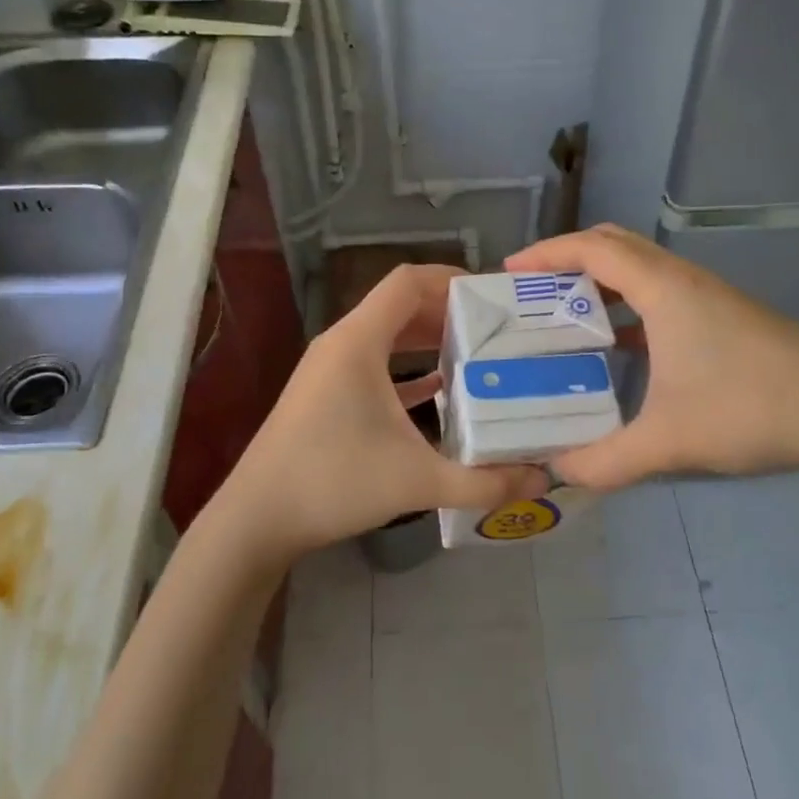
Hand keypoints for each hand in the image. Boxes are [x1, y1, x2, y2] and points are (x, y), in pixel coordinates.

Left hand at [206, 264, 547, 568]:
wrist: (256, 519)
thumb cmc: (333, 483)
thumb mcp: (418, 481)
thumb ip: (484, 482)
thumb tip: (542, 480)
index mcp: (358, 342)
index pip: (409, 281)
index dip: (453, 278)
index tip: (495, 296)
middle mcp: (341, 344)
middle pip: (400, 305)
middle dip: (450, 312)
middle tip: (499, 330)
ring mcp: (328, 370)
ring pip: (386, 336)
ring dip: (428, 340)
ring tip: (478, 355)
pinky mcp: (324, 396)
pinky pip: (374, 365)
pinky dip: (407, 368)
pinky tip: (440, 390)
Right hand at [505, 224, 798, 488]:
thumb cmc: (752, 409)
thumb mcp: (669, 441)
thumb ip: (605, 461)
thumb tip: (559, 472)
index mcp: (665, 290)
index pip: (593, 249)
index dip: (547, 253)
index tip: (509, 271)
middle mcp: (684, 280)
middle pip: (615, 245)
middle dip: (567, 259)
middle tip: (532, 290)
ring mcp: (709, 297)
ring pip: (641, 268)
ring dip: (599, 282)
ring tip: (564, 315)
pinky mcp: (725, 317)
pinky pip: (661, 294)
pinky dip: (628, 306)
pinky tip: (619, 347)